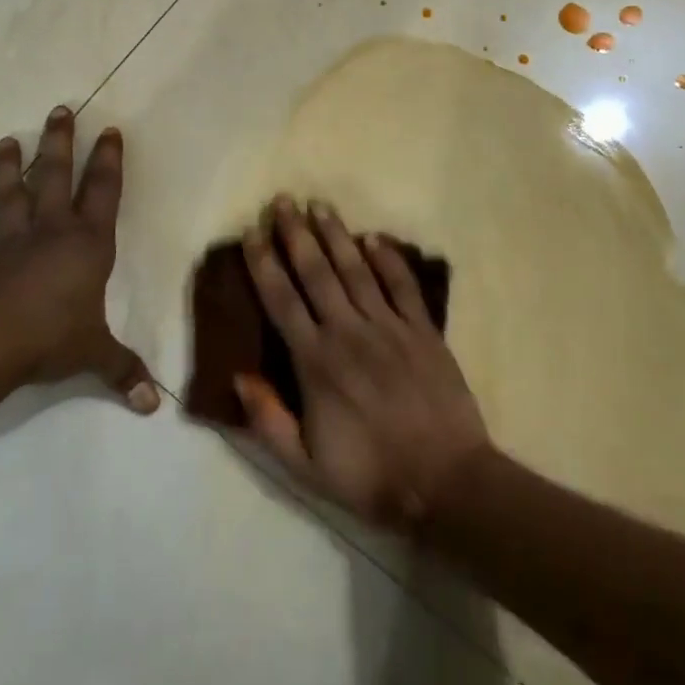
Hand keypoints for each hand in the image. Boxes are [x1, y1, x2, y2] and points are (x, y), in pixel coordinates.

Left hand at [0, 106, 158, 413]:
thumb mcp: (95, 354)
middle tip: (60, 109)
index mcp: (87, 244)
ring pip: (10, 196)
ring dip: (8, 169)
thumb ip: (123, 371)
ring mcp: (10, 243)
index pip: (104, 193)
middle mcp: (50, 232)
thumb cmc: (52, 338)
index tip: (110, 131)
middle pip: (56, 177)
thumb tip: (155, 406)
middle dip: (60, 143)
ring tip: (7, 140)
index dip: (109, 162)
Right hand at [237, 196, 489, 525]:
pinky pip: (402, 285)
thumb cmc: (371, 476)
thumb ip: (267, 420)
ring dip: (336, 235)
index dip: (264, 264)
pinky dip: (388, 259)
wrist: (446, 483)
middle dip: (296, 234)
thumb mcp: (305, 467)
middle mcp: (349, 332)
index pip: (281, 300)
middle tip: (283, 202)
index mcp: (316, 362)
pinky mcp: (423, 330)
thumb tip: (237, 376)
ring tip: (319, 205)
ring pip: (355, 269)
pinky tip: (374, 237)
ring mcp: (389, 327)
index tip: (252, 234)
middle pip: (316, 272)